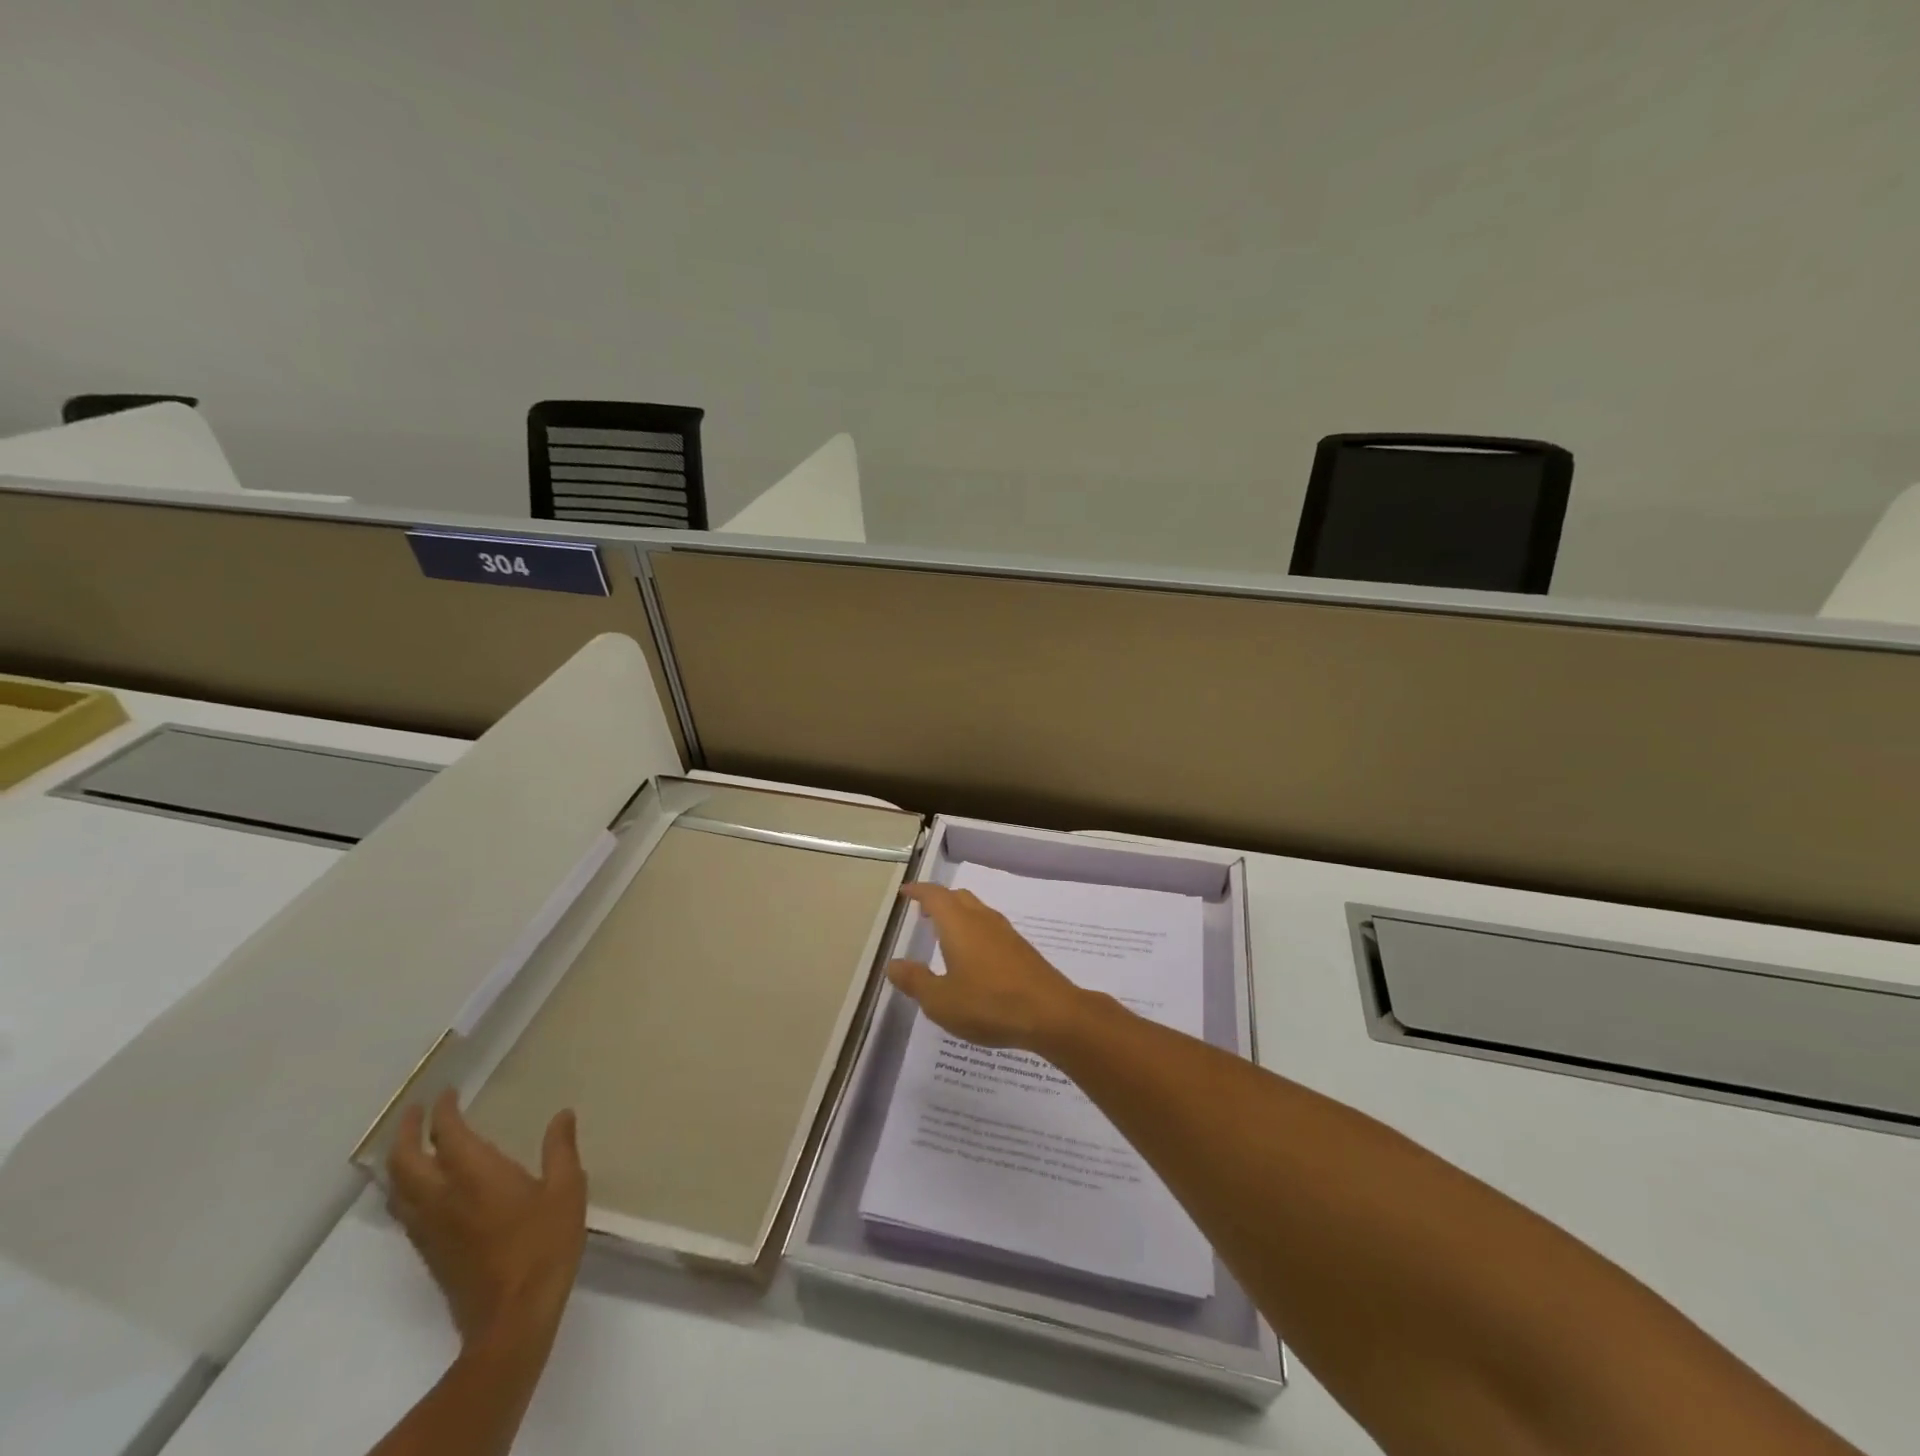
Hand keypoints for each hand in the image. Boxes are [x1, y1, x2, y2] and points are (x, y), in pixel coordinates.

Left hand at [386, 1089, 587, 1349]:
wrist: (512, 1318)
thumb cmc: (544, 1246)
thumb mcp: (567, 1190)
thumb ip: (561, 1149)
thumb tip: (562, 1115)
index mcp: (476, 1176)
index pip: (447, 1135)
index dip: (442, 1112)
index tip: (448, 1093)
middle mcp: (443, 1198)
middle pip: (404, 1162)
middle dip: (405, 1132)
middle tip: (415, 1111)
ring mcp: (431, 1229)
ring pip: (397, 1189)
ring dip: (398, 1161)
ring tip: (411, 1144)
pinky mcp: (430, 1253)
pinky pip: (405, 1211)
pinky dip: (405, 1188)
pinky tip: (423, 1189)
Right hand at [886, 883, 1091, 1051]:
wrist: (1051, 1013)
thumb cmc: (989, 1004)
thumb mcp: (941, 1001)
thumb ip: (915, 981)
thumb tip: (893, 964)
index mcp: (959, 924)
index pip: (935, 896)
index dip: (918, 891)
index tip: (906, 892)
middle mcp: (982, 920)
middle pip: (958, 898)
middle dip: (939, 901)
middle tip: (923, 913)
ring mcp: (1006, 933)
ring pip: (977, 911)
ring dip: (958, 916)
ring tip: (945, 935)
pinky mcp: (1021, 949)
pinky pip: (991, 928)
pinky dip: (975, 931)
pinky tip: (974, 958)